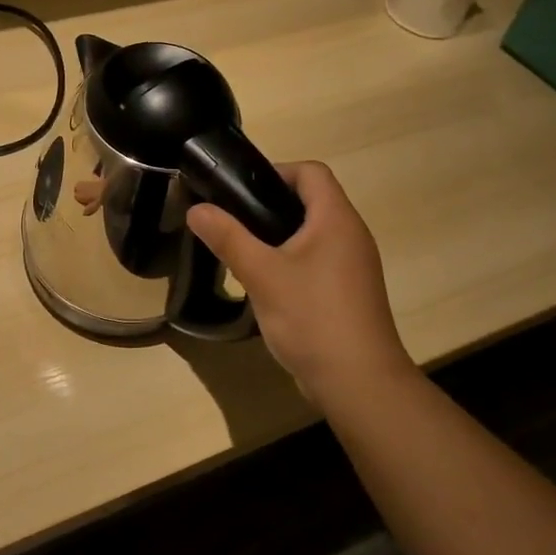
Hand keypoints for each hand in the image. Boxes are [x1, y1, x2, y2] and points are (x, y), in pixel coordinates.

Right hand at [187, 161, 412, 395]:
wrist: (358, 382)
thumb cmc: (312, 318)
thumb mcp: (262, 275)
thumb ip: (228, 238)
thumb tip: (196, 209)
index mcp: (336, 220)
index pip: (311, 172)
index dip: (276, 171)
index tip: (240, 191)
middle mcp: (351, 235)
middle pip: (312, 200)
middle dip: (270, 204)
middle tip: (233, 220)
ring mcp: (353, 266)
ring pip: (313, 233)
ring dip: (279, 235)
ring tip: (243, 251)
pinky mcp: (349, 292)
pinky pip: (318, 260)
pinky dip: (292, 260)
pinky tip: (266, 284)